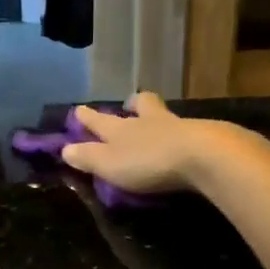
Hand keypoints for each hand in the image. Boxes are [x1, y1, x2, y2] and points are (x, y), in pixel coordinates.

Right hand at [62, 92, 269, 194]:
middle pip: (140, 106)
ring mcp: (178, 126)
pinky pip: (187, 131)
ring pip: (163, 115)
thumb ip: (88, 157)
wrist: (204, 156)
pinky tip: (184, 142)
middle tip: (129, 104)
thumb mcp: (110, 164)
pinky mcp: (204, 137)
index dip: (87, 117)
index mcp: (121, 129)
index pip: (99, 121)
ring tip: (157, 124)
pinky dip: (181, 134)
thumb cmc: (148, 161)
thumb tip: (65, 149)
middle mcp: (148, 121)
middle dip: (132, 105)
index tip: (78, 110)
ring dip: (157, 117)